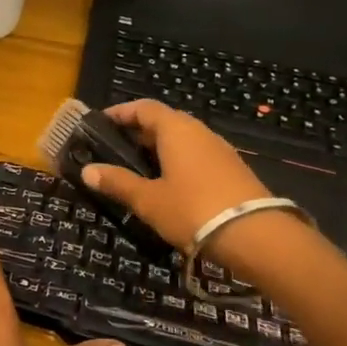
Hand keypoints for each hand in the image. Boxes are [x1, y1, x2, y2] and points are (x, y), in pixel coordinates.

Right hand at [80, 99, 272, 252]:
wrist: (258, 238)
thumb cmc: (193, 210)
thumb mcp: (148, 200)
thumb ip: (117, 183)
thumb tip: (87, 171)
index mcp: (176, 129)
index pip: (144, 107)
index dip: (120, 112)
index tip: (100, 123)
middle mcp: (199, 132)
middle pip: (163, 122)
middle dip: (137, 133)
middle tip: (113, 150)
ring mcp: (220, 151)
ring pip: (181, 141)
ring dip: (158, 150)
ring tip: (136, 170)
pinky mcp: (232, 171)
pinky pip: (196, 157)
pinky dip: (176, 163)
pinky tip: (166, 186)